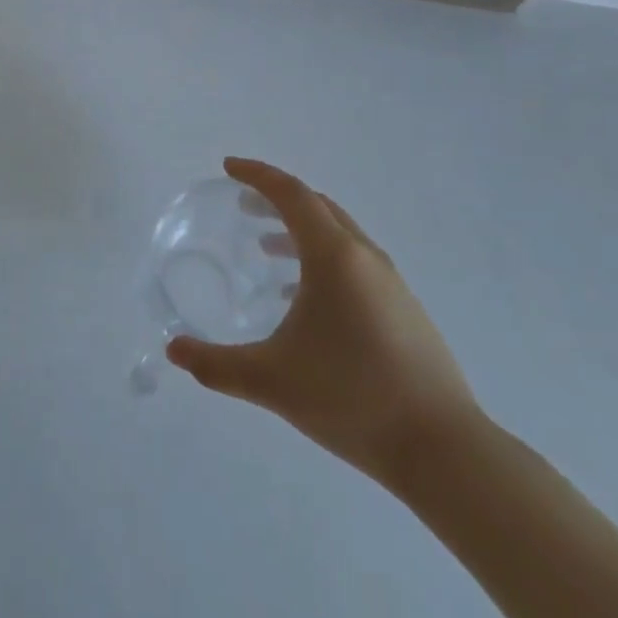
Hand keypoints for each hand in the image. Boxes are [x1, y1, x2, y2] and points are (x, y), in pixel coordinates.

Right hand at [167, 158, 482, 489]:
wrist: (444, 450)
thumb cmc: (351, 398)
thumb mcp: (271, 380)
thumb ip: (215, 364)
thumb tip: (173, 351)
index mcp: (334, 256)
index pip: (291, 194)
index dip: (257, 175)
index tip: (227, 168)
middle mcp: (364, 257)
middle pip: (317, 206)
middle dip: (276, 198)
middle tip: (242, 205)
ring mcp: (391, 283)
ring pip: (338, 235)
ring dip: (299, 230)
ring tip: (265, 249)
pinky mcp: (404, 309)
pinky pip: (354, 263)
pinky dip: (321, 259)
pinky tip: (302, 299)